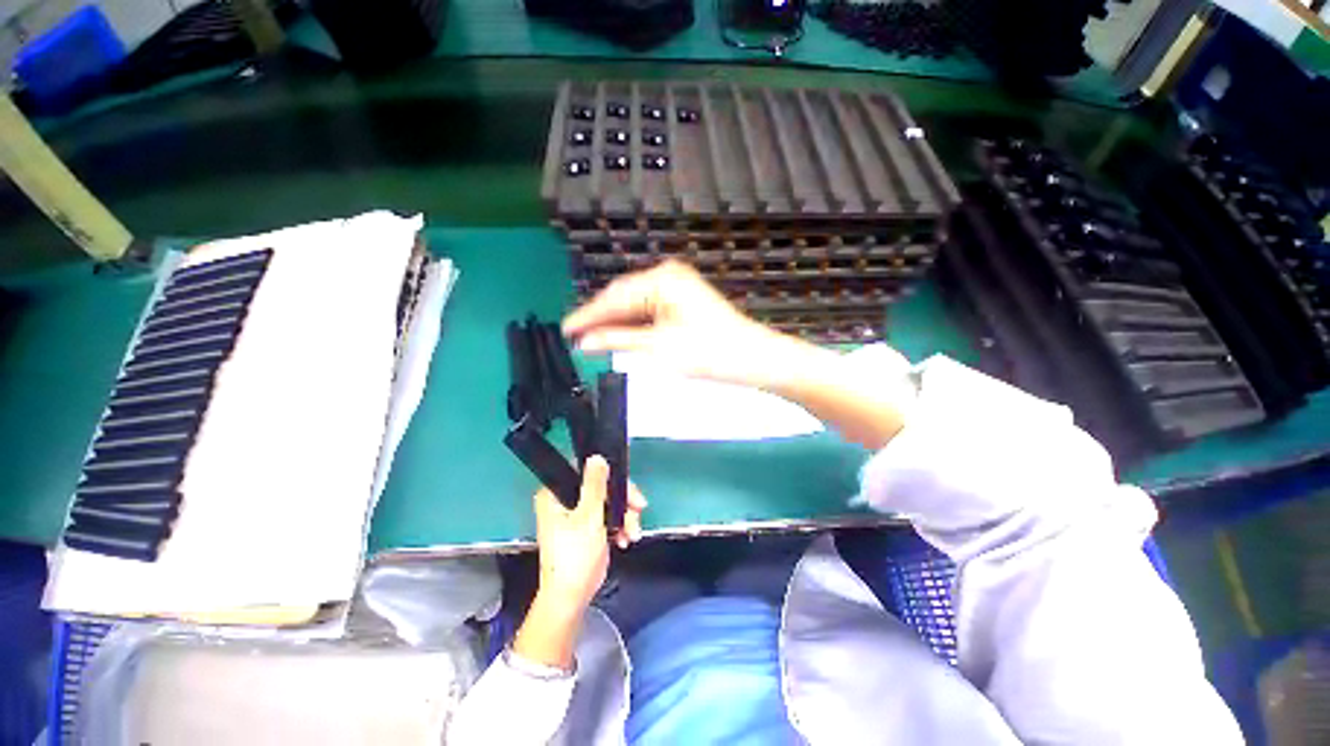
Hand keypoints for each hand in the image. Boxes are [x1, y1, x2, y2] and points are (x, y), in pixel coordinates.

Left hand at [515, 457, 645, 669]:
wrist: (572, 597)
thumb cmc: (575, 556)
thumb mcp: (588, 517)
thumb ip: (595, 485)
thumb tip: (597, 457)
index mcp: (556, 494)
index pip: (584, 470)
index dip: (607, 474)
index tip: (626, 485)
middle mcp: (565, 500)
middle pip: (601, 486)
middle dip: (622, 500)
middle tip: (639, 508)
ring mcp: (577, 514)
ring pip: (609, 501)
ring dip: (625, 515)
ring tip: (632, 532)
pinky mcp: (588, 526)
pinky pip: (608, 515)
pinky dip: (620, 525)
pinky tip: (625, 538)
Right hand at [566, 261, 910, 449]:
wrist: (754, 358)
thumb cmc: (710, 353)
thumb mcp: (660, 348)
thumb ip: (619, 340)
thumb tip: (584, 341)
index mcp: (661, 280)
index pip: (613, 297)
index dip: (587, 315)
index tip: (564, 331)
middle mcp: (667, 275)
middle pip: (623, 296)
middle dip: (600, 318)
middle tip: (575, 338)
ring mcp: (677, 286)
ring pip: (635, 303)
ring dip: (616, 321)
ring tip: (592, 339)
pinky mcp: (683, 299)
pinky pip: (649, 309)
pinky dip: (634, 323)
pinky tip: (620, 334)